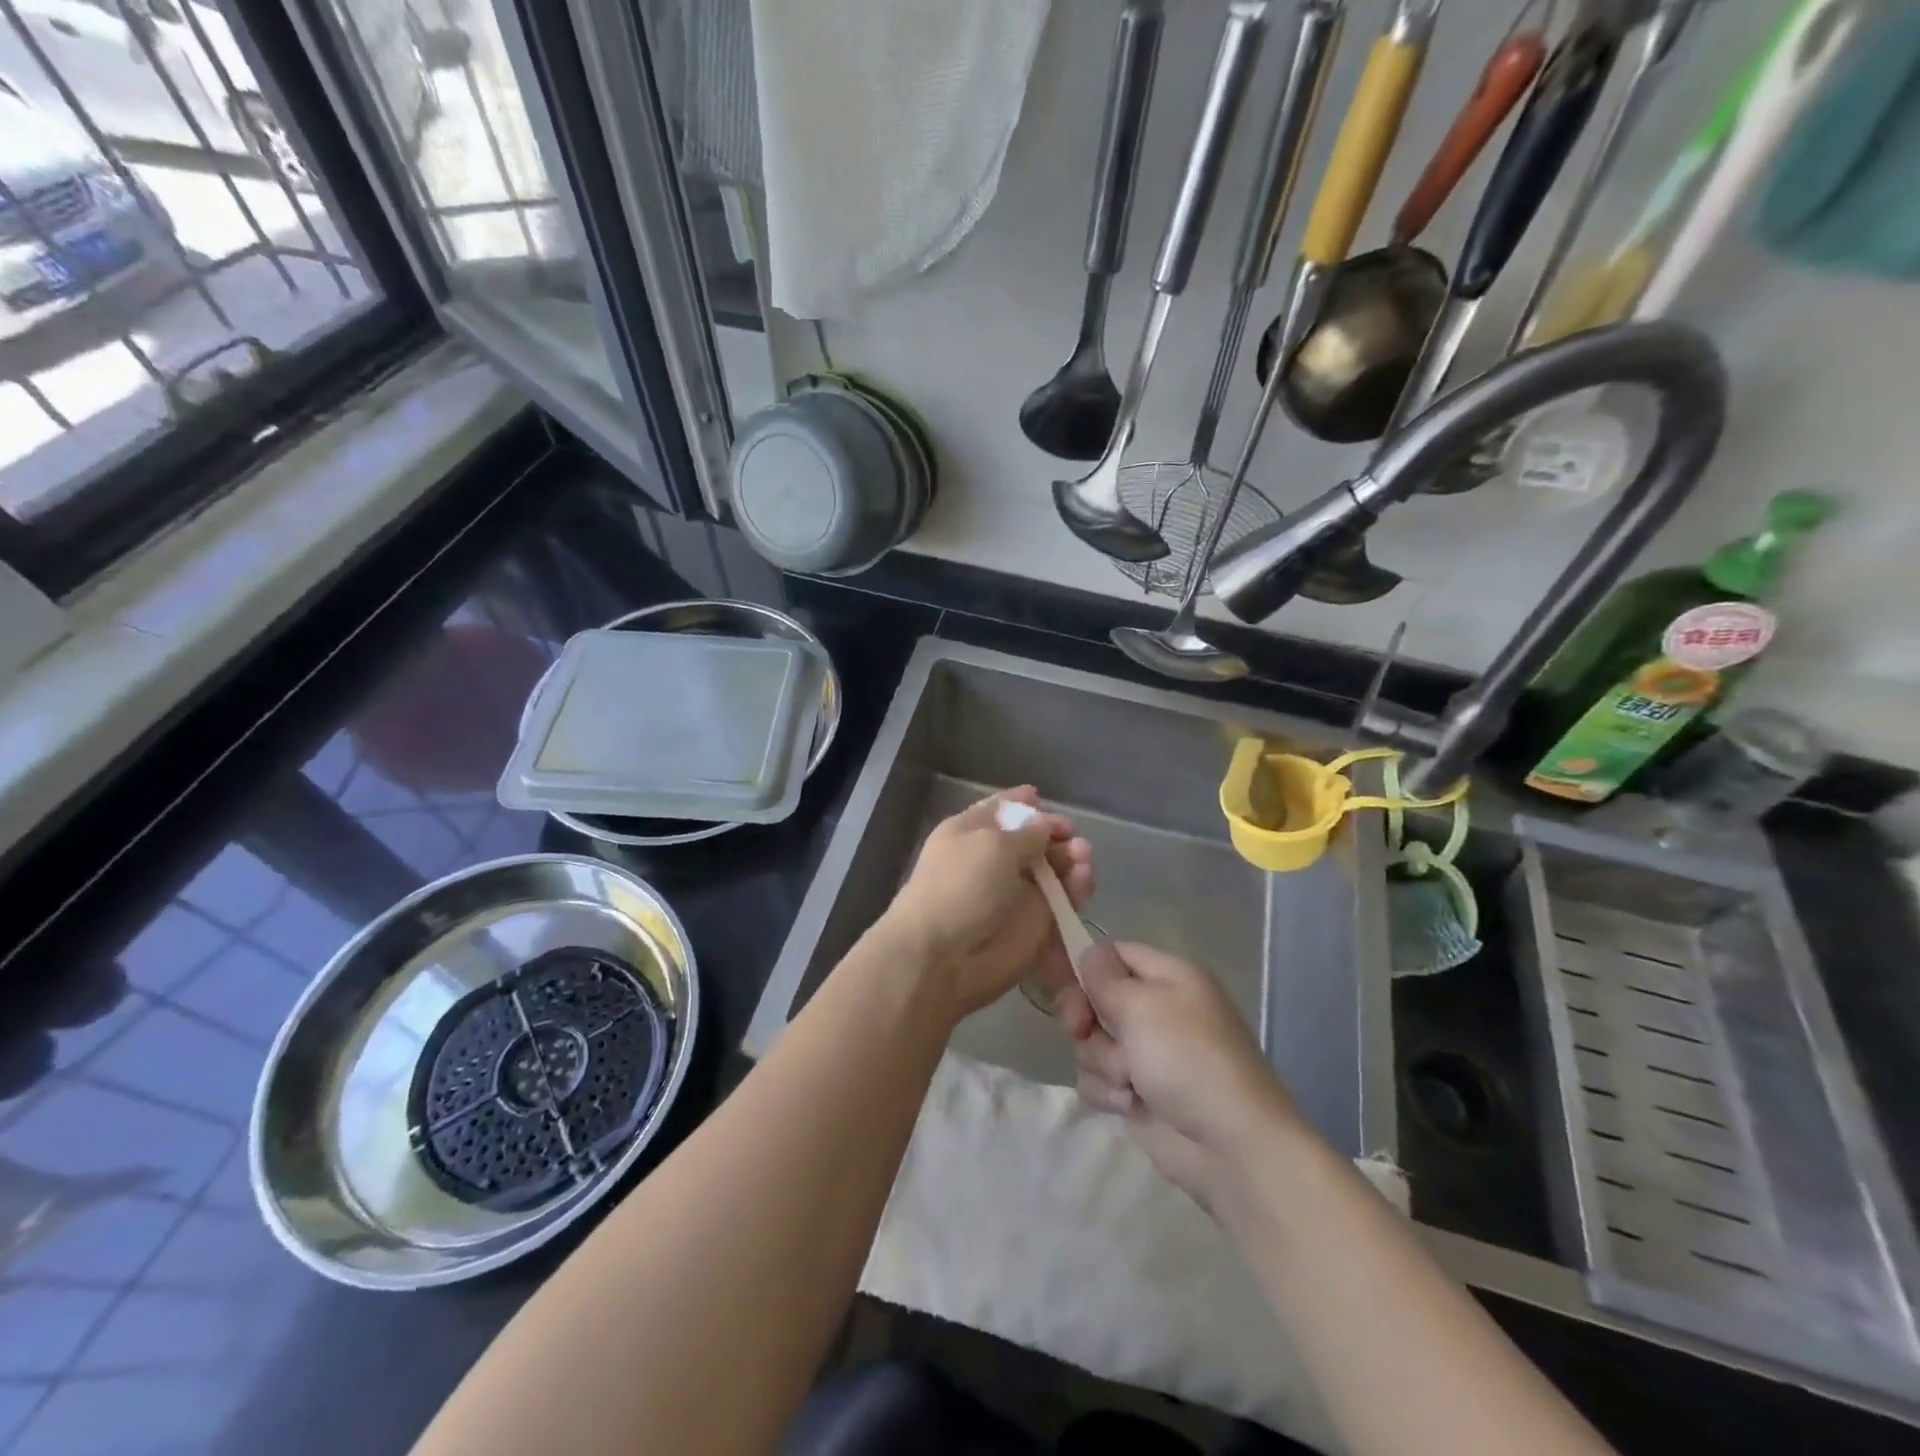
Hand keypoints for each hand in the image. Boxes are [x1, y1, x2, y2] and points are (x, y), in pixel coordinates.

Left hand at [882, 787, 1093, 1020]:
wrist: (943, 957)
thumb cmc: (960, 886)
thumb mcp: (992, 845)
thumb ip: (1027, 833)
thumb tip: (1046, 824)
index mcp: (970, 833)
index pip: (999, 811)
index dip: (1020, 803)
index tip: (1040, 796)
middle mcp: (993, 861)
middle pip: (1033, 840)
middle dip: (1055, 834)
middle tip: (1072, 837)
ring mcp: (1015, 894)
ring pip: (1054, 871)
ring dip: (1071, 860)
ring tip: (1082, 858)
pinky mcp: (1035, 925)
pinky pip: (1063, 901)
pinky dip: (1076, 889)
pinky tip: (1083, 880)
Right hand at [1053, 941, 1310, 1215]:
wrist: (1230, 1146)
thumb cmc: (1188, 1059)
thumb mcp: (1143, 1005)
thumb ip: (1105, 977)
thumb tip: (1089, 954)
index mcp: (1168, 977)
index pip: (1115, 953)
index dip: (1087, 967)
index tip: (1066, 984)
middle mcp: (1156, 1009)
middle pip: (1095, 997)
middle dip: (1084, 1017)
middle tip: (1081, 1029)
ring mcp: (1146, 1053)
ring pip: (1091, 1041)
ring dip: (1101, 1061)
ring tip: (1129, 1080)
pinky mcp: (1137, 1092)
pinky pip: (1098, 1079)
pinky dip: (1108, 1092)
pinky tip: (1131, 1104)